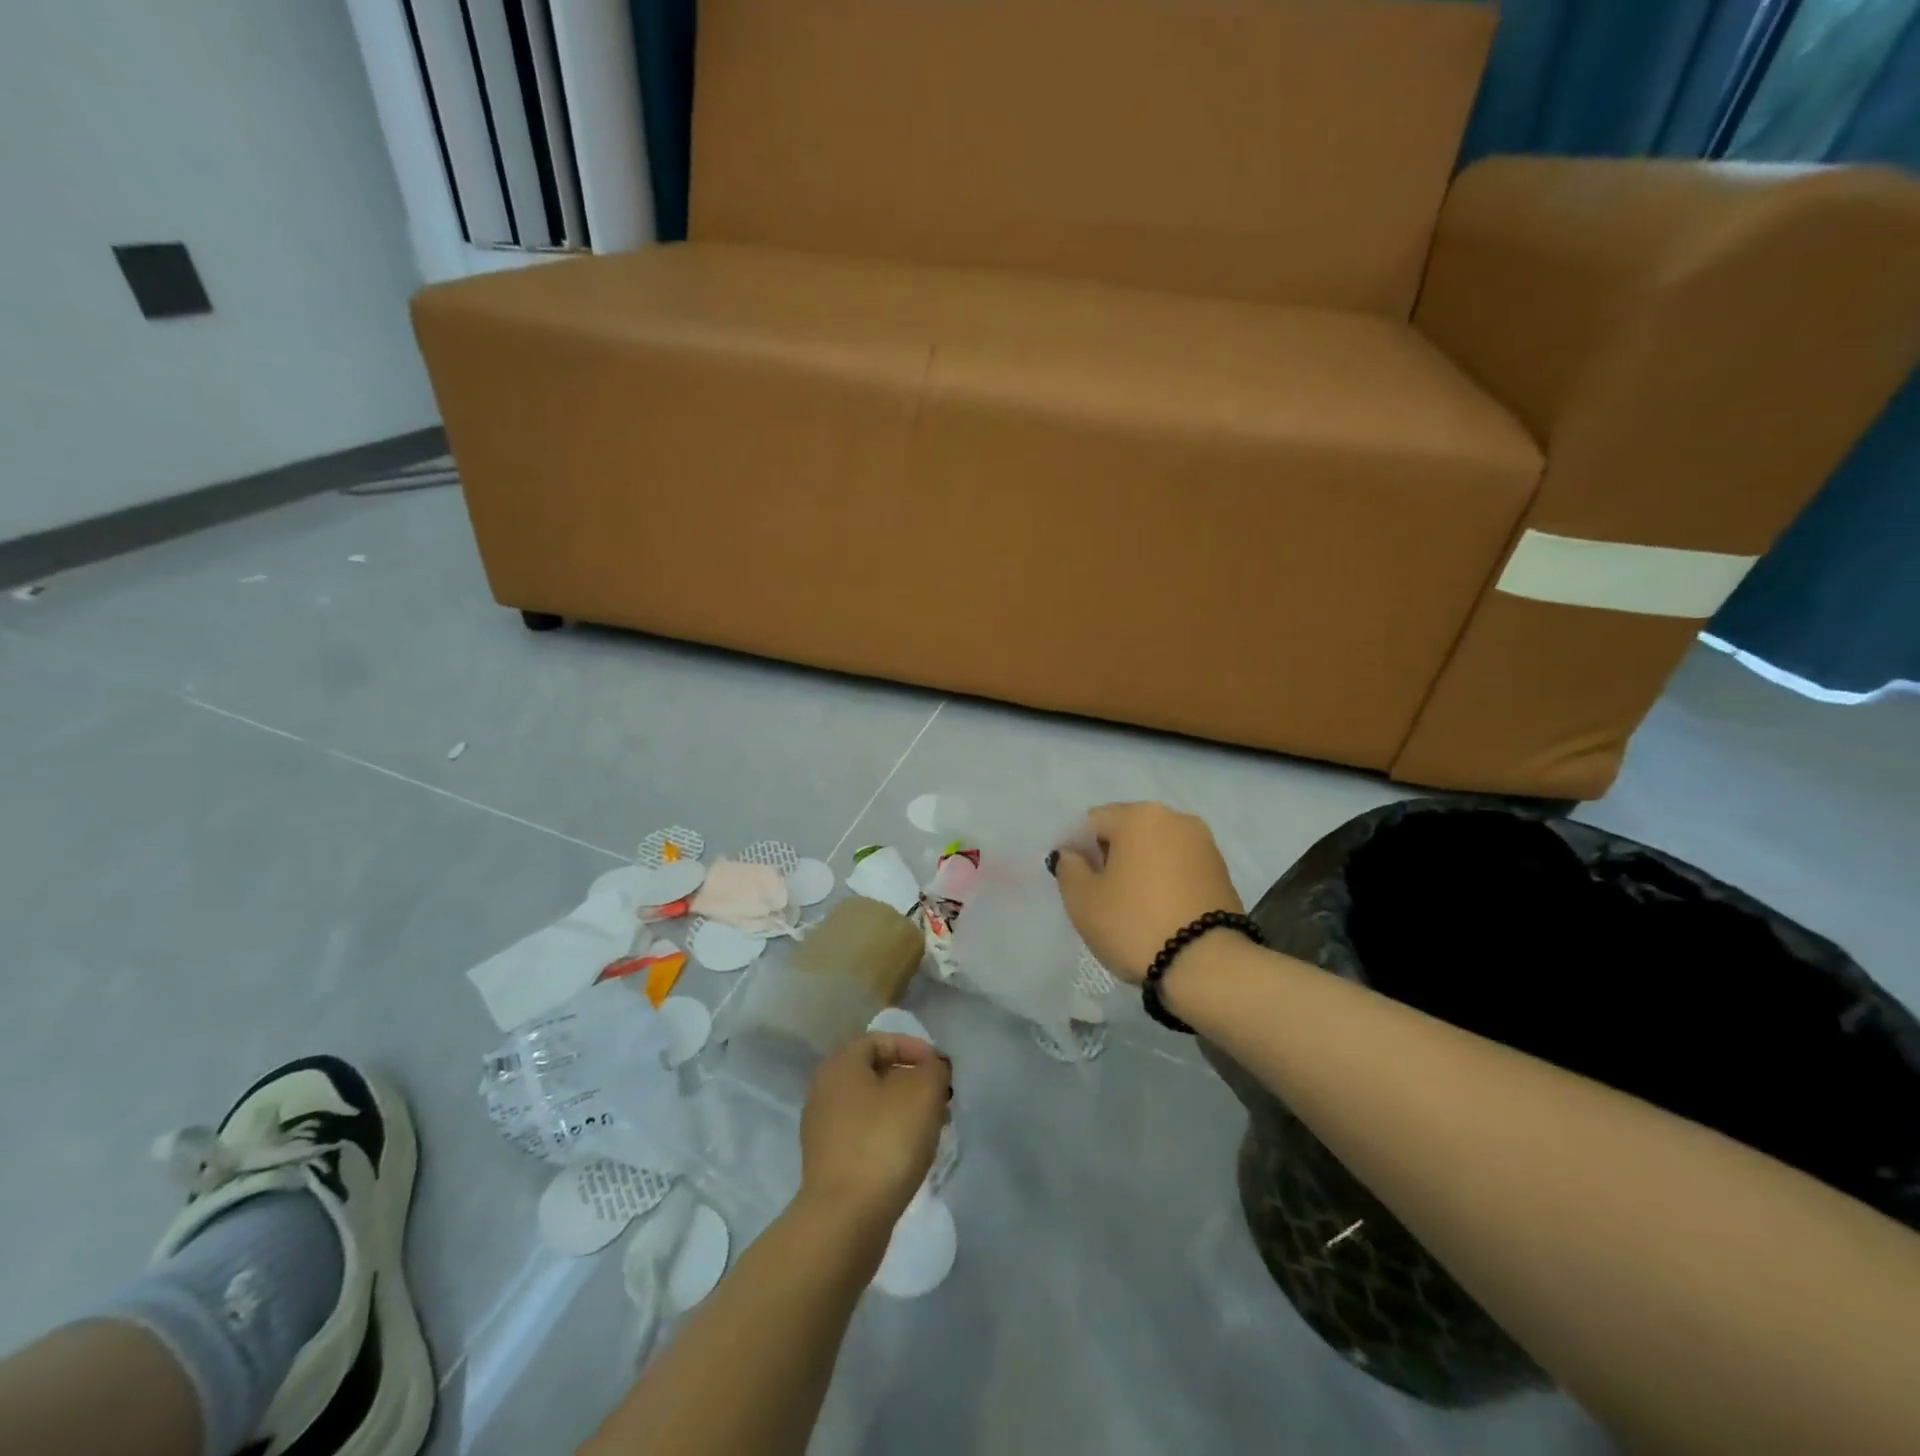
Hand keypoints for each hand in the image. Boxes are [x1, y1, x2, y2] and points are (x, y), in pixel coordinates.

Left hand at [798, 1033, 950, 1236]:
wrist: (845, 1220)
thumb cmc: (885, 1141)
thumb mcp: (922, 1092)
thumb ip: (933, 1068)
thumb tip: (932, 1067)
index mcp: (840, 1065)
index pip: (879, 1040)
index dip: (913, 1047)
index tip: (940, 1069)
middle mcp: (825, 1091)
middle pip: (876, 1074)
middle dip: (913, 1082)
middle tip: (941, 1099)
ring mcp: (823, 1131)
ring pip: (872, 1107)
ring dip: (904, 1111)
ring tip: (933, 1130)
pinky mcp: (829, 1165)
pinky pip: (865, 1137)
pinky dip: (890, 1137)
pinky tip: (910, 1156)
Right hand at [1052, 802, 1241, 983]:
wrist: (1208, 966)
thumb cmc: (1135, 924)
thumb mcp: (1082, 900)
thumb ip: (1068, 868)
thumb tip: (1073, 854)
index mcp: (1139, 816)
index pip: (1093, 822)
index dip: (1077, 850)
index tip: (1076, 884)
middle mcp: (1176, 818)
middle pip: (1127, 831)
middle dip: (1110, 857)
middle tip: (1101, 897)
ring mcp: (1205, 844)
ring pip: (1155, 849)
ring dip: (1139, 868)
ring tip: (1132, 907)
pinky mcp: (1223, 871)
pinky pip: (1179, 867)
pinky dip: (1164, 881)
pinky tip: (1159, 912)